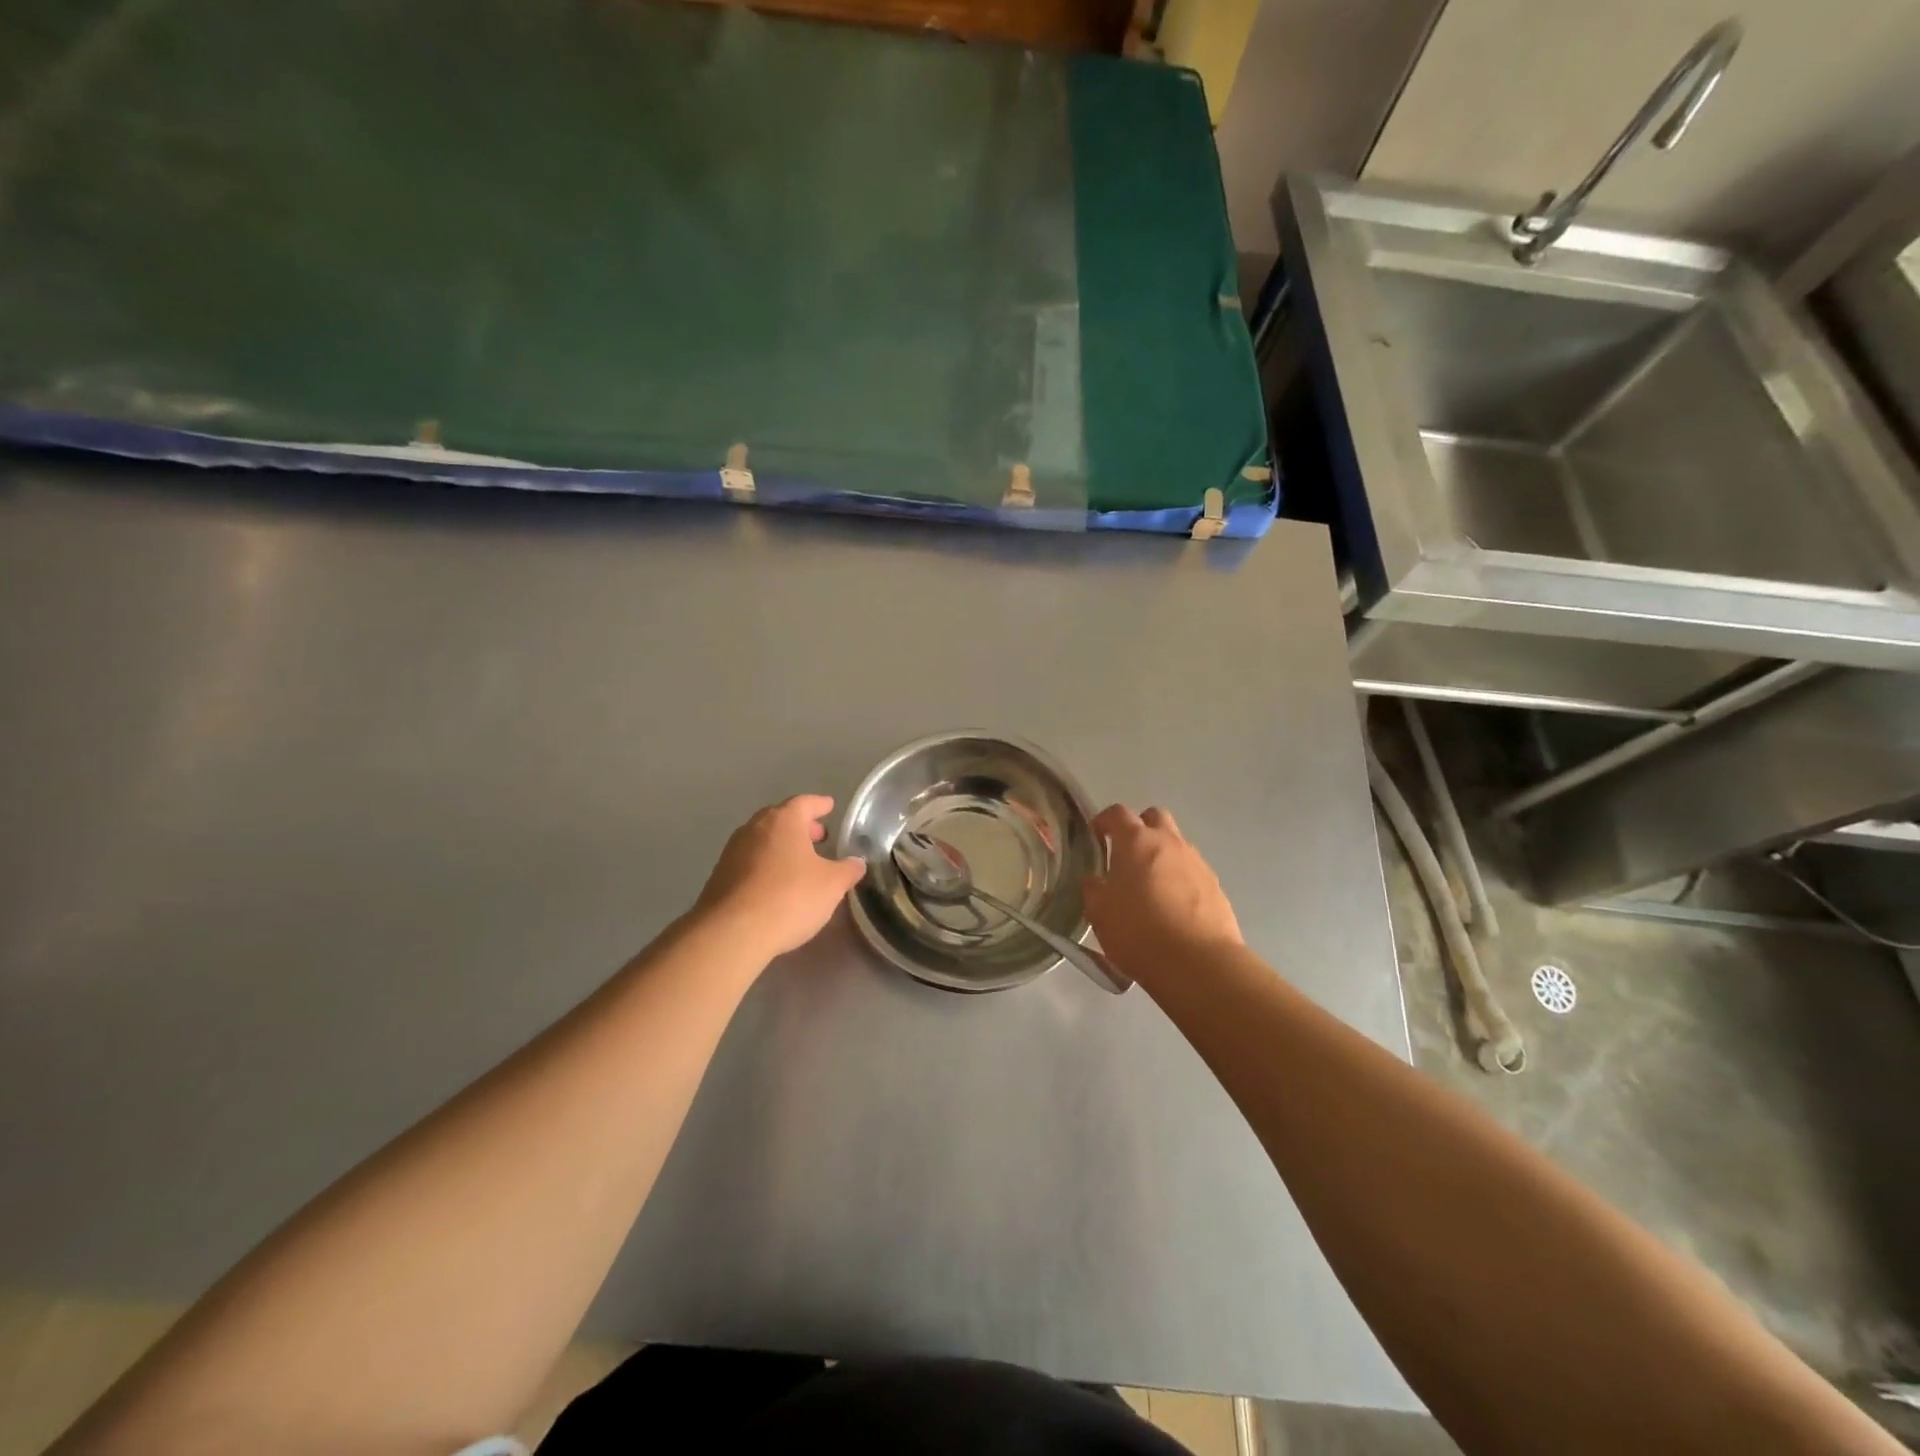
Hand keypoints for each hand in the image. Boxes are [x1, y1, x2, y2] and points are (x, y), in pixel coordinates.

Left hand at [695, 795, 866, 959]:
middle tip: (818, 837)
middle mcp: (754, 828)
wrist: (732, 932)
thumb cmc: (789, 897)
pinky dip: (766, 866)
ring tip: (800, 863)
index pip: (804, 803)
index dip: (819, 805)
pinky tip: (776, 885)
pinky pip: (749, 862)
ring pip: (763, 840)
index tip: (829, 806)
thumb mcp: (832, 885)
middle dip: (800, 826)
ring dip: (781, 847)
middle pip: (780, 819)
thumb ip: (848, 870)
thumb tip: (856, 863)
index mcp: (783, 821)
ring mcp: (732, 852)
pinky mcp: (720, 877)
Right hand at [1083, 805, 1241, 977]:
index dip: (1104, 821)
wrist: (1199, 963)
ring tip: (1151, 887)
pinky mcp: (1216, 886)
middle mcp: (1169, 842)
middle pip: (1154, 817)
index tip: (1096, 836)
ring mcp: (1196, 862)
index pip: (1117, 813)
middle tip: (1127, 855)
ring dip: (1162, 855)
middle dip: (1140, 828)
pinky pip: (1192, 871)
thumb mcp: (1099, 913)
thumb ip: (1093, 888)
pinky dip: (1180, 880)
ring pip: (1176, 844)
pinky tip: (1173, 908)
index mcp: (1136, 841)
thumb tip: (1096, 879)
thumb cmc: (1139, 932)